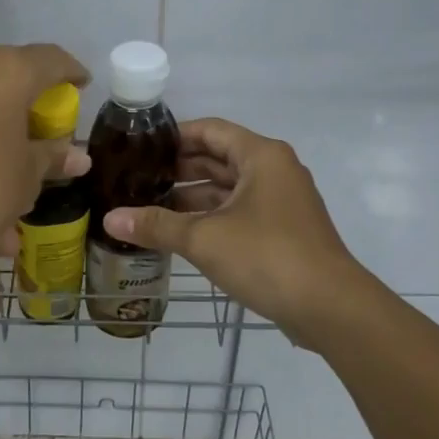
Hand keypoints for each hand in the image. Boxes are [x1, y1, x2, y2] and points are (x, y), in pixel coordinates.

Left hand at [0, 41, 90, 264]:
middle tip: (40, 138)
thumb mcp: (26, 177)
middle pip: (6, 81)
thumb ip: (50, 158)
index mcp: (3, 71)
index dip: (70, 73)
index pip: (50, 60)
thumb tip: (77, 156)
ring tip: (10, 203)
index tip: (81, 86)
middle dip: (24, 111)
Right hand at [100, 118, 365, 340]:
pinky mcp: (283, 231)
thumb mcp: (204, 238)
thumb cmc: (267, 256)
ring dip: (192, 198)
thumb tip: (109, 218)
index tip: (139, 148)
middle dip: (178, 170)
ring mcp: (281, 202)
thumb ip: (156, 225)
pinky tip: (179, 234)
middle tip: (136, 179)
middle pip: (218, 159)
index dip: (173, 136)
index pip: (210, 130)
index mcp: (261, 156)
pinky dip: (210, 218)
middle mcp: (274, 171)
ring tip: (148, 207)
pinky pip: (239, 213)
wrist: (329, 307)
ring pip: (228, 189)